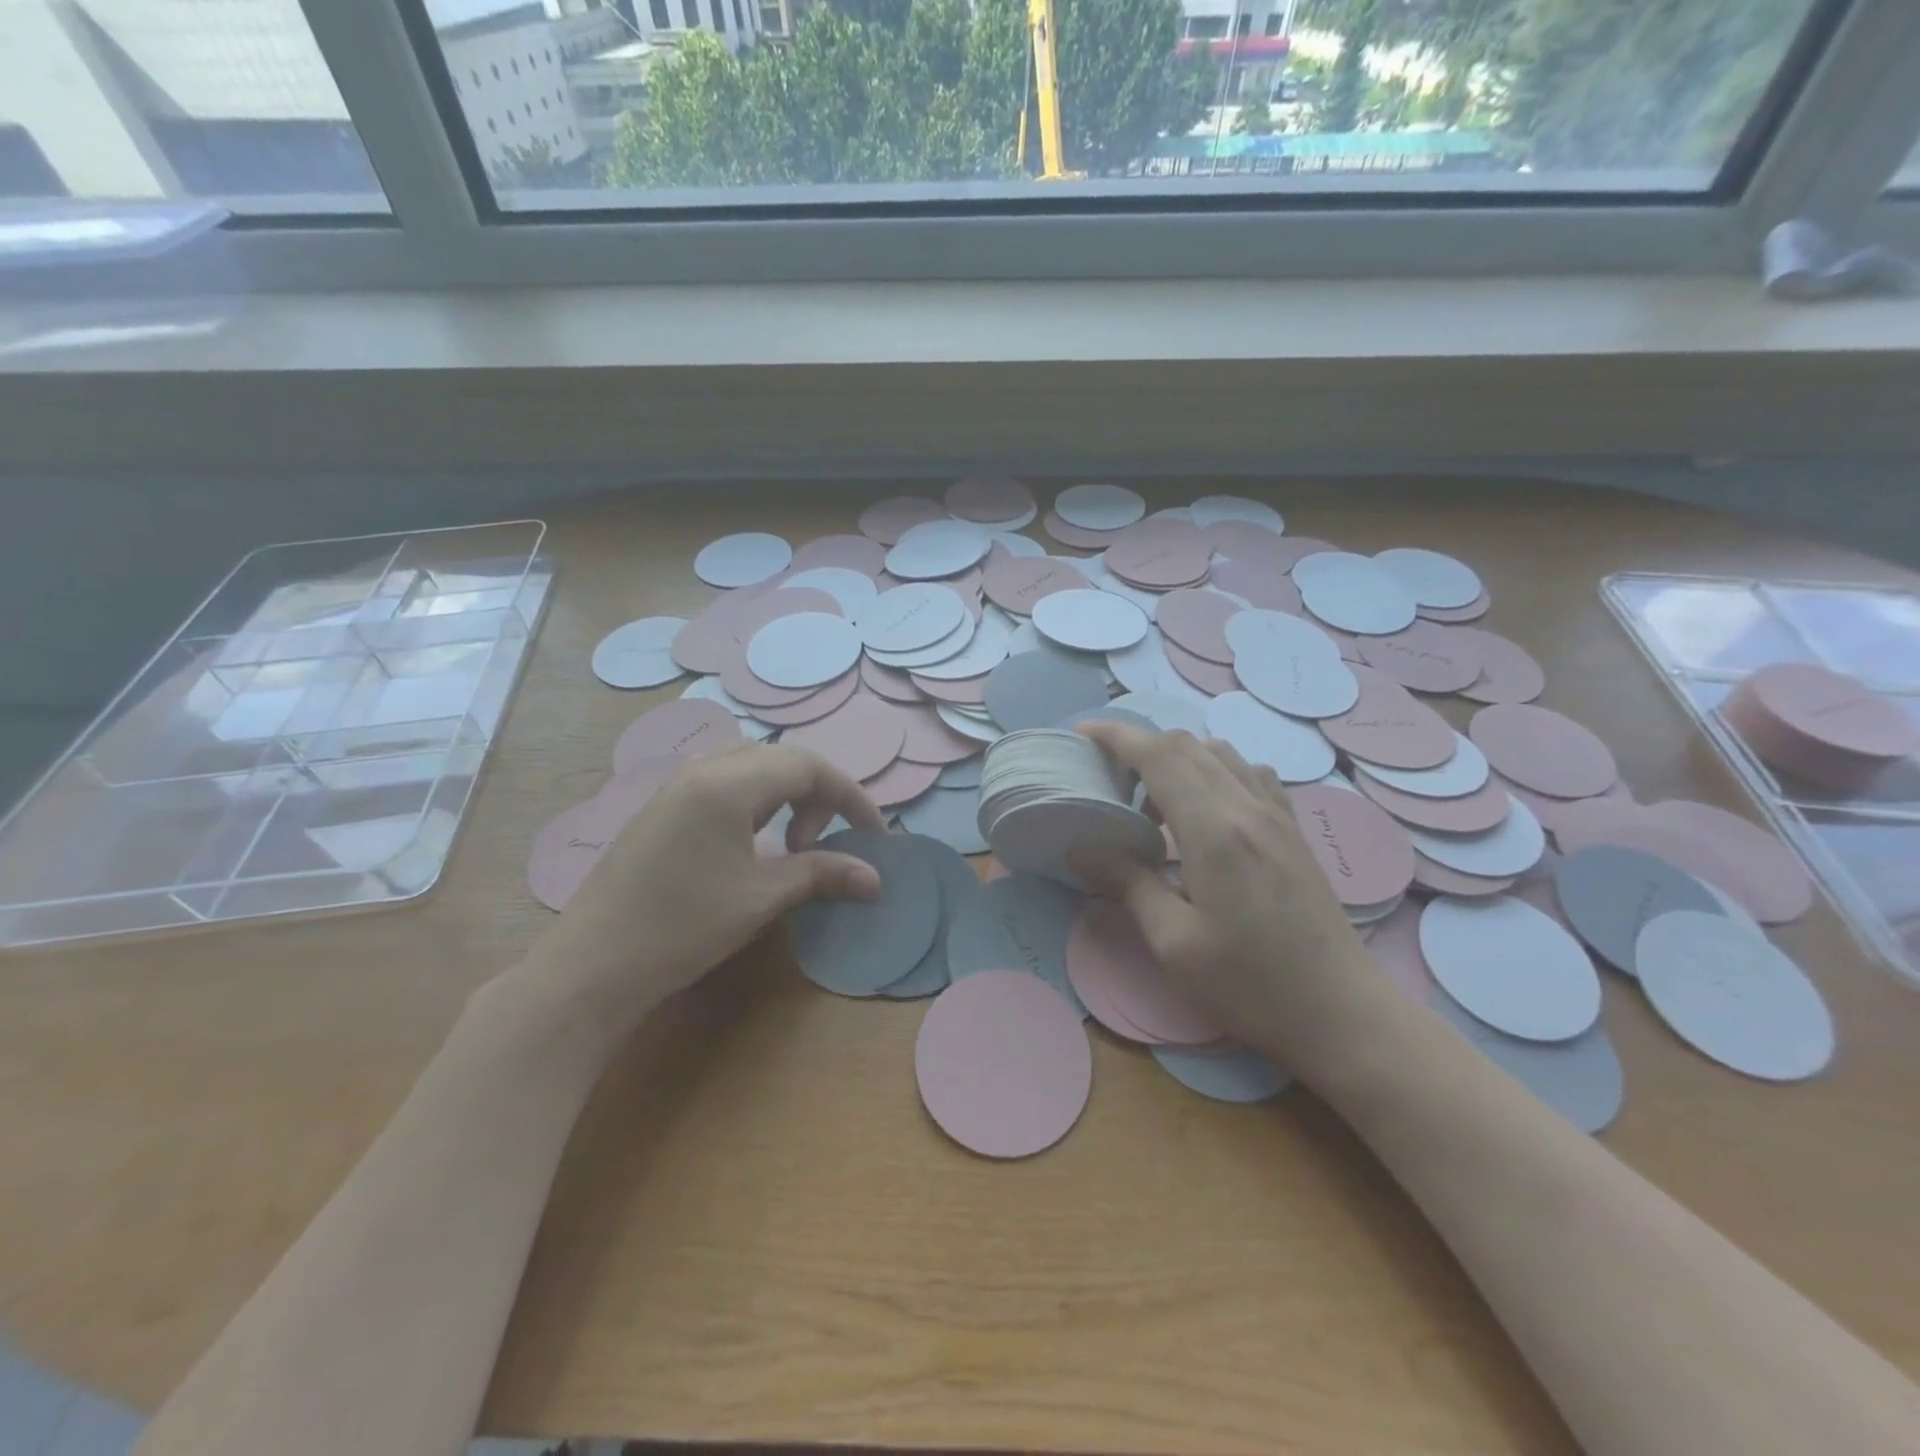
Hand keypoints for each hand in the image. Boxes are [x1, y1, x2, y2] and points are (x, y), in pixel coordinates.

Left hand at [524, 742, 886, 1033]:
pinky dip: (755, 804)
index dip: (850, 796)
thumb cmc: (682, 927)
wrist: (591, 967)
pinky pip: (723, 785)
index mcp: (727, 783)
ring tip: (792, 843)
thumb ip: (822, 875)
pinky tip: (752, 846)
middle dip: (818, 794)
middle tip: (826, 842)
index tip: (873, 835)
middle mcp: (701, 771)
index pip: (808, 766)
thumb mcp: (761, 898)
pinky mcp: (661, 810)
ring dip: (785, 796)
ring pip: (750, 768)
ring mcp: (675, 789)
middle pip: (780, 759)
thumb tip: (875, 879)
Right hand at [1074, 723, 1395, 1082]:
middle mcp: (1247, 807)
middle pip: (1187, 746)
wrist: (1342, 1012)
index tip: (1082, 734)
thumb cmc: (1250, 984)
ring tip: (1153, 804)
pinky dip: (1214, 772)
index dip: (1117, 736)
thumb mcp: (1174, 942)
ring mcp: (1278, 814)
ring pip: (1220, 753)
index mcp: (1214, 830)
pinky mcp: (1294, 829)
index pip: (1159, 755)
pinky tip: (1207, 811)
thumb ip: (1128, 883)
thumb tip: (1080, 848)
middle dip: (1140, 745)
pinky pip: (1249, 774)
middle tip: (1108, 778)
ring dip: (1177, 760)